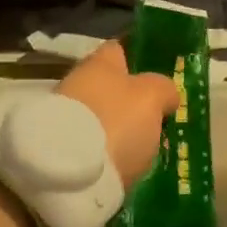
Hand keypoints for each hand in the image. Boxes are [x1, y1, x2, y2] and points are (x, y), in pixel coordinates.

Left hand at [57, 40, 179, 186]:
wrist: (69, 178)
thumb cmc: (116, 122)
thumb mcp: (153, 97)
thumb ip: (164, 88)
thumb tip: (166, 95)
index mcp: (98, 63)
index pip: (121, 47)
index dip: (141, 57)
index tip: (161, 71)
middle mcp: (77, 84)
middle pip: (112, 86)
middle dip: (134, 100)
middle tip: (161, 116)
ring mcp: (66, 119)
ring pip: (104, 117)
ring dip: (122, 128)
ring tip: (147, 147)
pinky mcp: (61, 153)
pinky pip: (96, 145)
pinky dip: (110, 152)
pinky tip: (128, 165)